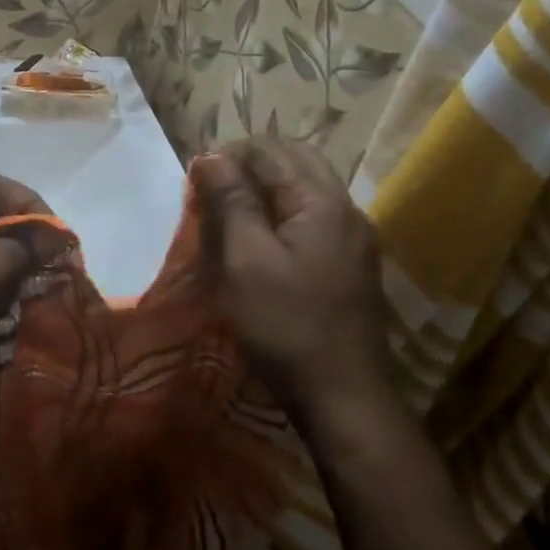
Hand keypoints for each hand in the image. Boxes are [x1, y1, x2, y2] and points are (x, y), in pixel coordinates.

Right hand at [191, 139, 389, 419]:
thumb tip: (213, 156)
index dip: (228, 154)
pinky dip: (284, 210)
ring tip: (231, 209)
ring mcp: (355, 237)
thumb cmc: (285, 326)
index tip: (194, 176)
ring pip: (308, 187)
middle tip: (213, 187)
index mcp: (321, 202)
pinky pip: (315, 215)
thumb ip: (231, 201)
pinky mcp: (353, 263)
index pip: (270, 152)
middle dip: (251, 163)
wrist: (344, 397)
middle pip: (296, 160)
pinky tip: (262, 236)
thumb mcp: (245, 261)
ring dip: (268, 186)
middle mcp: (346, 209)